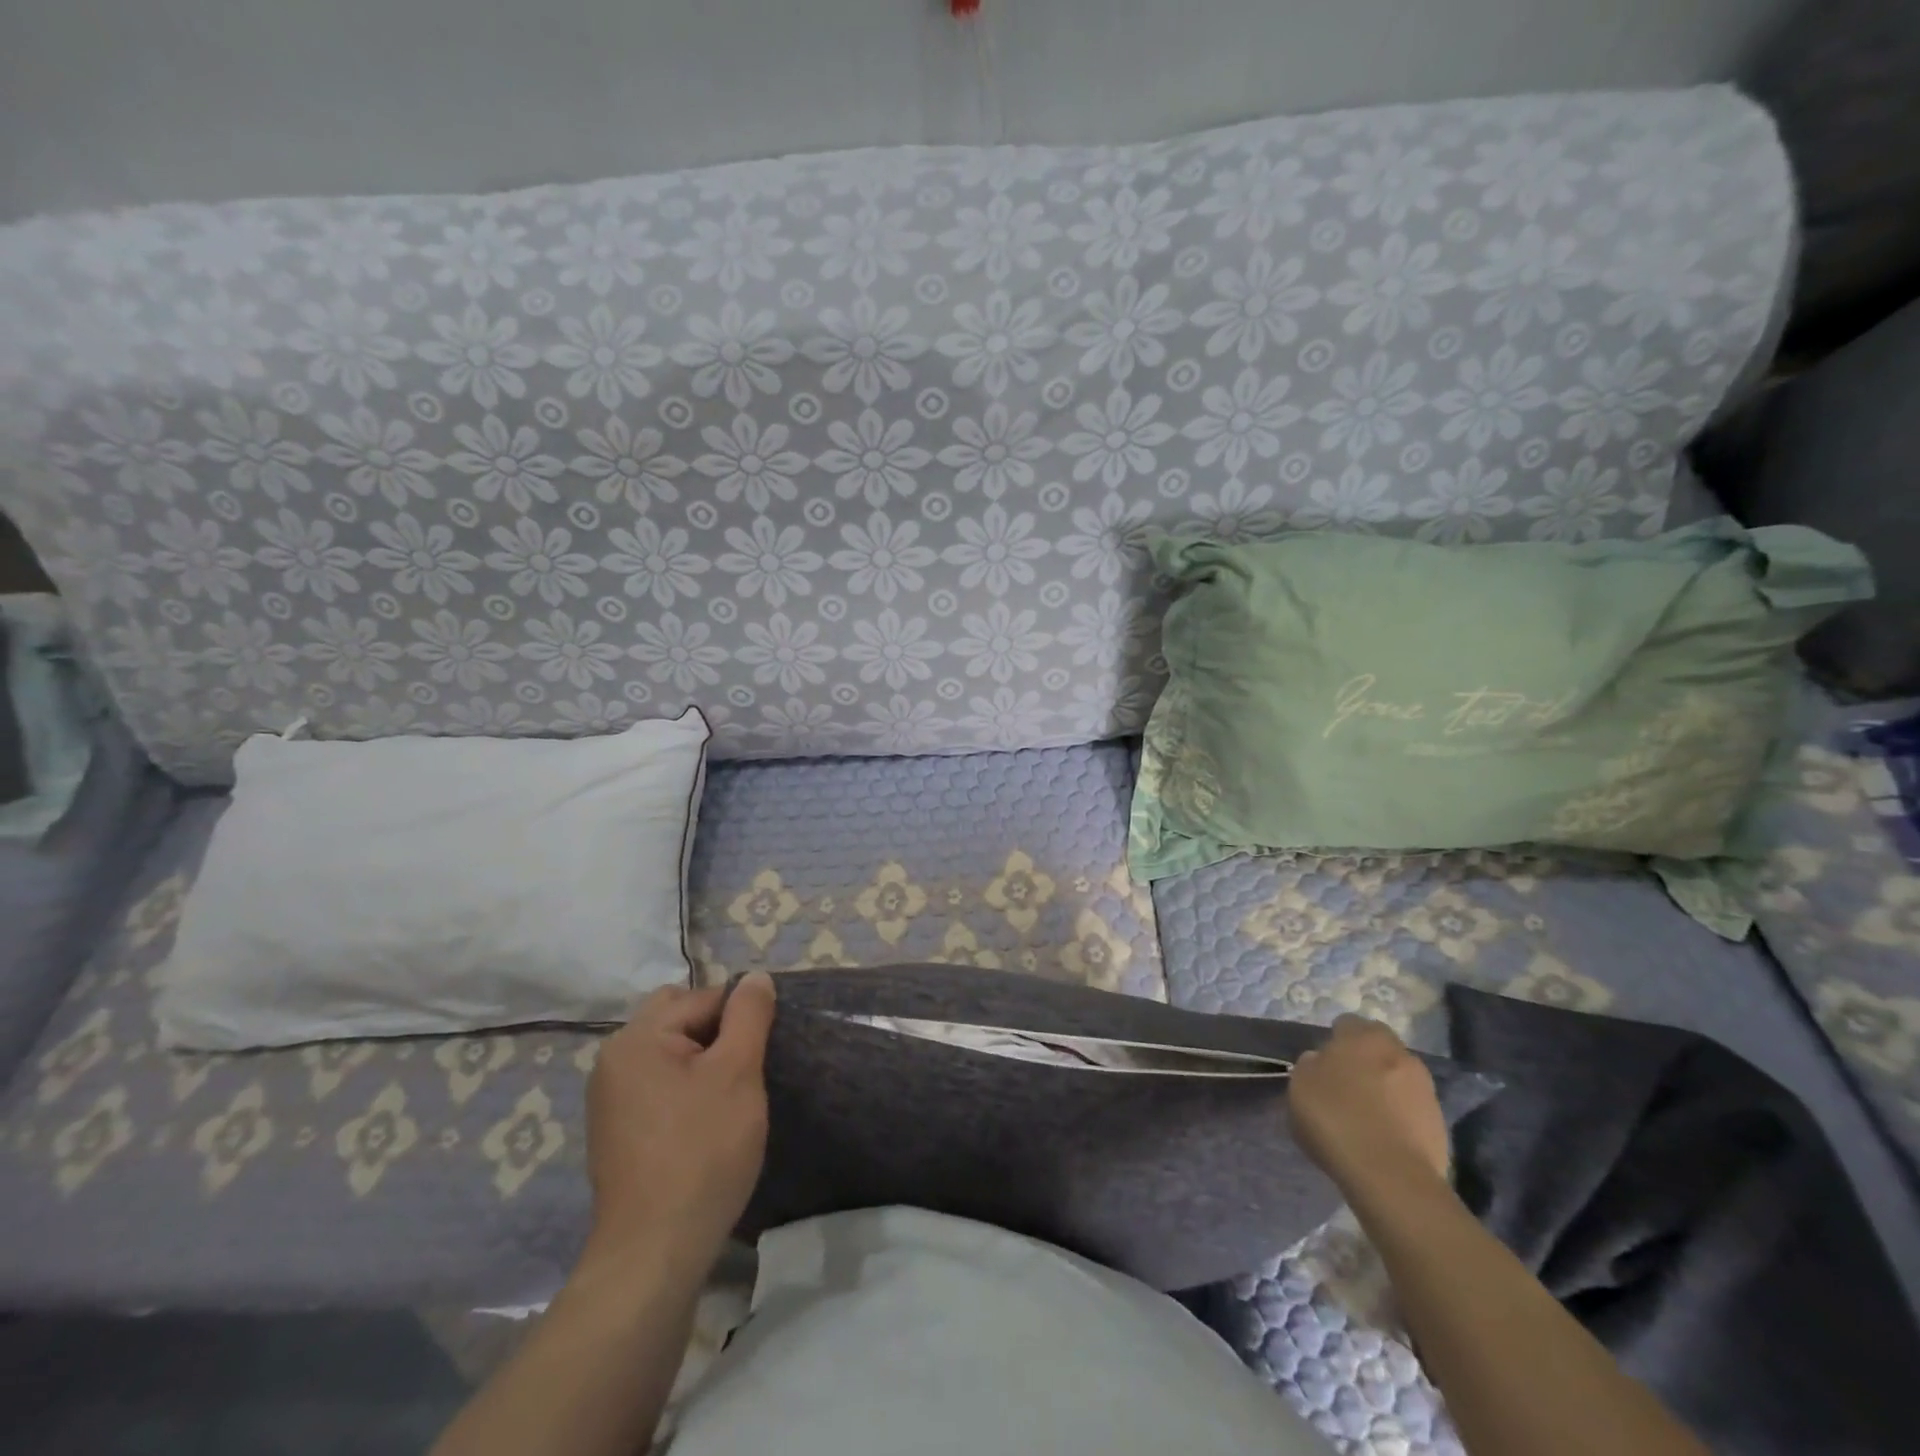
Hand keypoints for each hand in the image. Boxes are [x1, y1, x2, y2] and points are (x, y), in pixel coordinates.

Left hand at [582, 973, 776, 1274]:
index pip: (703, 999)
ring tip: (727, 1098)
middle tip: (744, 1069)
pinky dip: (684, 1088)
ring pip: (669, 1052)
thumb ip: (749, 1015)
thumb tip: (755, 977)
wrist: (654, 1252)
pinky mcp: (616, 1130)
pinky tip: (703, 1123)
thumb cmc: (702, 1152)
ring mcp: (609, 1098)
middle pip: (678, 1018)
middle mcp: (614, 1059)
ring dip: (702, 1061)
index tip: (760, 1054)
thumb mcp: (738, 1073)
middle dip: (716, 1032)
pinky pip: (657, 1084)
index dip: (740, 1019)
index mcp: (637, 1038)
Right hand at [1287, 1015, 1449, 1200]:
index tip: (1323, 1064)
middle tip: (1346, 1085)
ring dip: (1385, 1088)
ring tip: (1365, 1115)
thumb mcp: (1300, 1085)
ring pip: (1398, 1077)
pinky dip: (1399, 1115)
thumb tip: (1321, 1062)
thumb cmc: (1336, 1119)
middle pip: (1378, 1047)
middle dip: (1365, 1060)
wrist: (1390, 1176)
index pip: (1347, 1024)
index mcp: (1364, 1036)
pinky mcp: (1440, 1123)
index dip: (1334, 1041)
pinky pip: (1411, 1108)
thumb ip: (1311, 1065)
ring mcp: (1425, 1088)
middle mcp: (1400, 1053)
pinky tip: (1383, 1136)